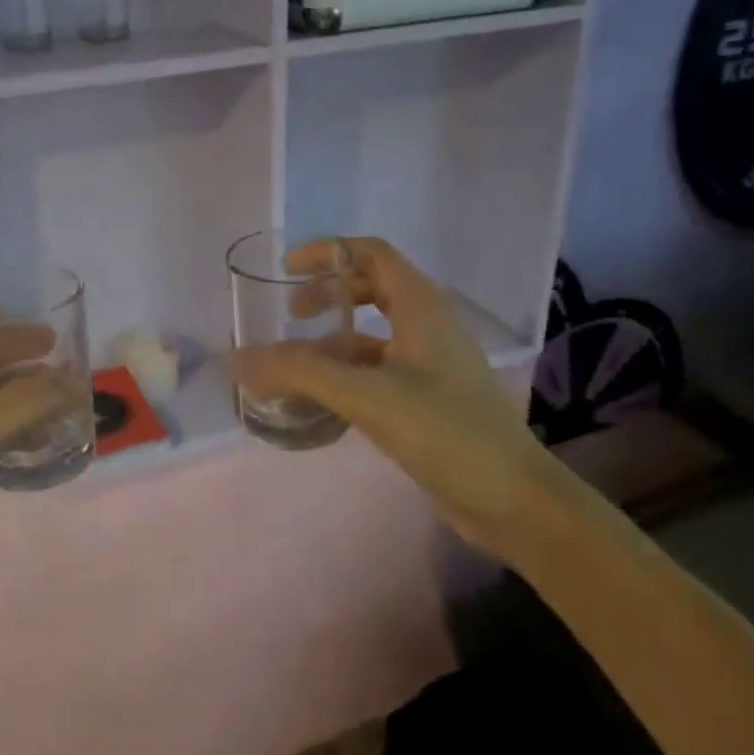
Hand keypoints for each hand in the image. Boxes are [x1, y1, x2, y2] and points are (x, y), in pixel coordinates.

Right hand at [229, 237, 557, 559]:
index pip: (371, 252)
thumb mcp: (367, 397)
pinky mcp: (428, 398)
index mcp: (421, 307)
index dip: (329, 251)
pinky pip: (377, 370)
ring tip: (295, 364)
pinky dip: (346, 374)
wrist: (515, 503)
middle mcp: (427, 325)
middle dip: (328, 294)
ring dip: (332, 340)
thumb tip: (238, 360)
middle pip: (371, 287)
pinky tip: (321, 400)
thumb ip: (300, 374)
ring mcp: (430, 364)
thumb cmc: (446, 432)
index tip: (288, 269)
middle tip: (292, 315)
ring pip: (372, 334)